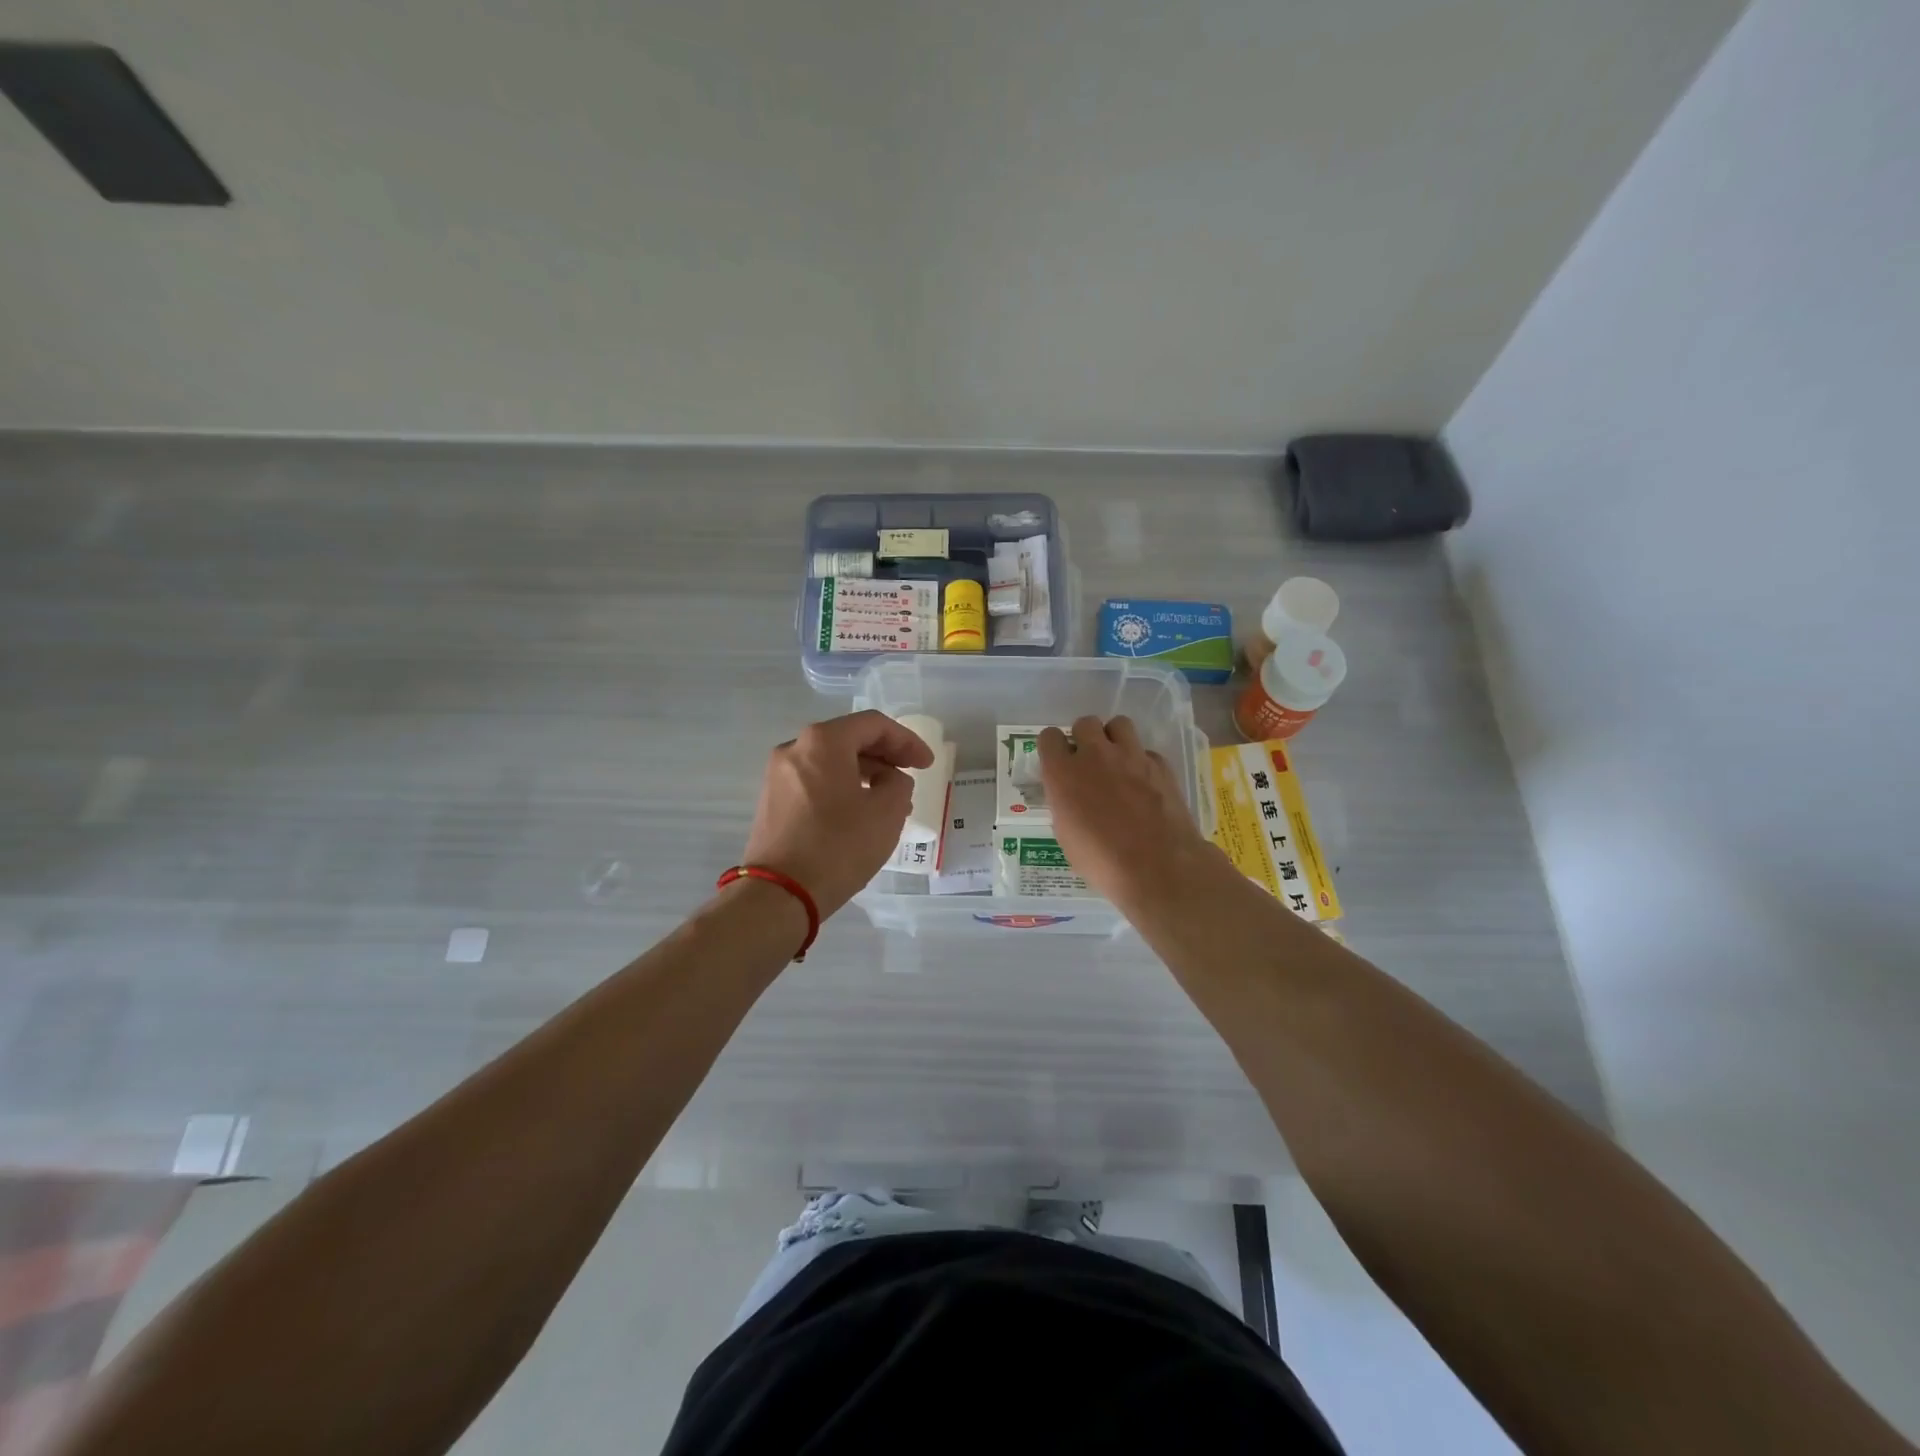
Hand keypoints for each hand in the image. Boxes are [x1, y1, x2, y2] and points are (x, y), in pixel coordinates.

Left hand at [741, 710, 936, 918]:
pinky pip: (815, 782)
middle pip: (849, 740)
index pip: (874, 725)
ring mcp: (778, 776)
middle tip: (910, 778)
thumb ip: (899, 784)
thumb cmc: (838, 847)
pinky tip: (859, 815)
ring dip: (865, 775)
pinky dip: (842, 789)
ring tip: (890, 803)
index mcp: (823, 742)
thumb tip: (889, 780)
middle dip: (885, 757)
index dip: (907, 741)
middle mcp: (795, 749)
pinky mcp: (772, 802)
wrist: (778, 895)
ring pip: (831, 763)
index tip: (927, 765)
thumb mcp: (887, 812)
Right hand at [1038, 715, 1223, 913]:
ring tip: (1117, 761)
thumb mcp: (1066, 835)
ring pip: (1118, 724)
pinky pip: (1145, 750)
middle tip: (1089, 762)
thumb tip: (1071, 796)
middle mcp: (1094, 755)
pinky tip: (1144, 783)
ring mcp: (1131, 756)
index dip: (1053, 748)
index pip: (1049, 737)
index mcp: (1063, 773)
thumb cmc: (1101, 860)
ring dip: (1114, 739)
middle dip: (1084, 738)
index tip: (1058, 762)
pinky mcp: (1160, 764)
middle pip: (1085, 723)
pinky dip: (1142, 762)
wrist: (1157, 866)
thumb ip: (1065, 803)